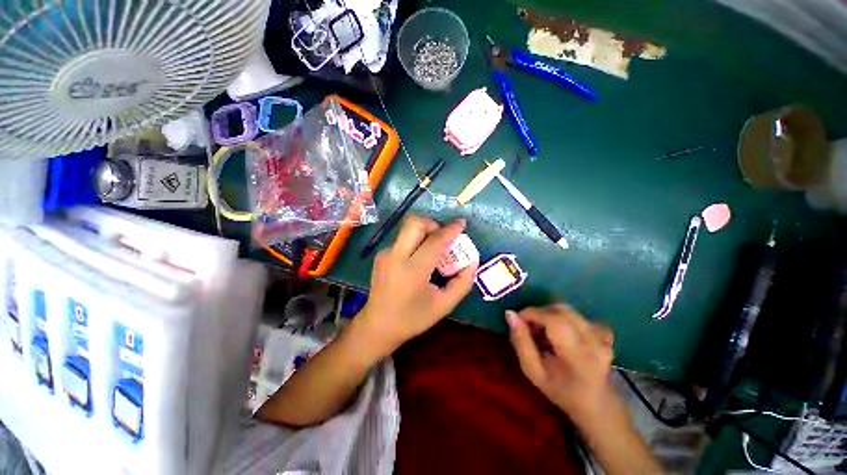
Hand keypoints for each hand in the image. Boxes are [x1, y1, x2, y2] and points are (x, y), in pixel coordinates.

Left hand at [357, 215, 477, 356]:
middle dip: (433, 224)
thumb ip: (462, 282)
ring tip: (432, 250)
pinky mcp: (381, 255)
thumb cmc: (413, 318)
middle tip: (442, 237)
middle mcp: (396, 256)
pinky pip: (402, 239)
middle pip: (415, 223)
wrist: (377, 326)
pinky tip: (418, 260)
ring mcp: (386, 254)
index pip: (435, 241)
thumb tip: (473, 261)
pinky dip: (415, 242)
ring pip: (407, 229)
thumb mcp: (444, 305)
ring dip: (424, 232)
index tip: (462, 223)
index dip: (451, 230)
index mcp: (413, 270)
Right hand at [506, 304, 617, 426]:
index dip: (532, 313)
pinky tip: (562, 333)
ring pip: (567, 310)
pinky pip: (578, 315)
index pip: (553, 320)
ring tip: (544, 333)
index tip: (518, 320)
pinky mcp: (604, 331)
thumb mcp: (533, 371)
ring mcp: (602, 335)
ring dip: (550, 315)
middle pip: (560, 310)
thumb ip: (520, 342)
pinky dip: (563, 318)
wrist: (596, 404)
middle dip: (539, 313)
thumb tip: (510, 314)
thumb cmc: (560, 390)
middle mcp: (594, 341)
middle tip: (529, 328)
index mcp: (577, 356)